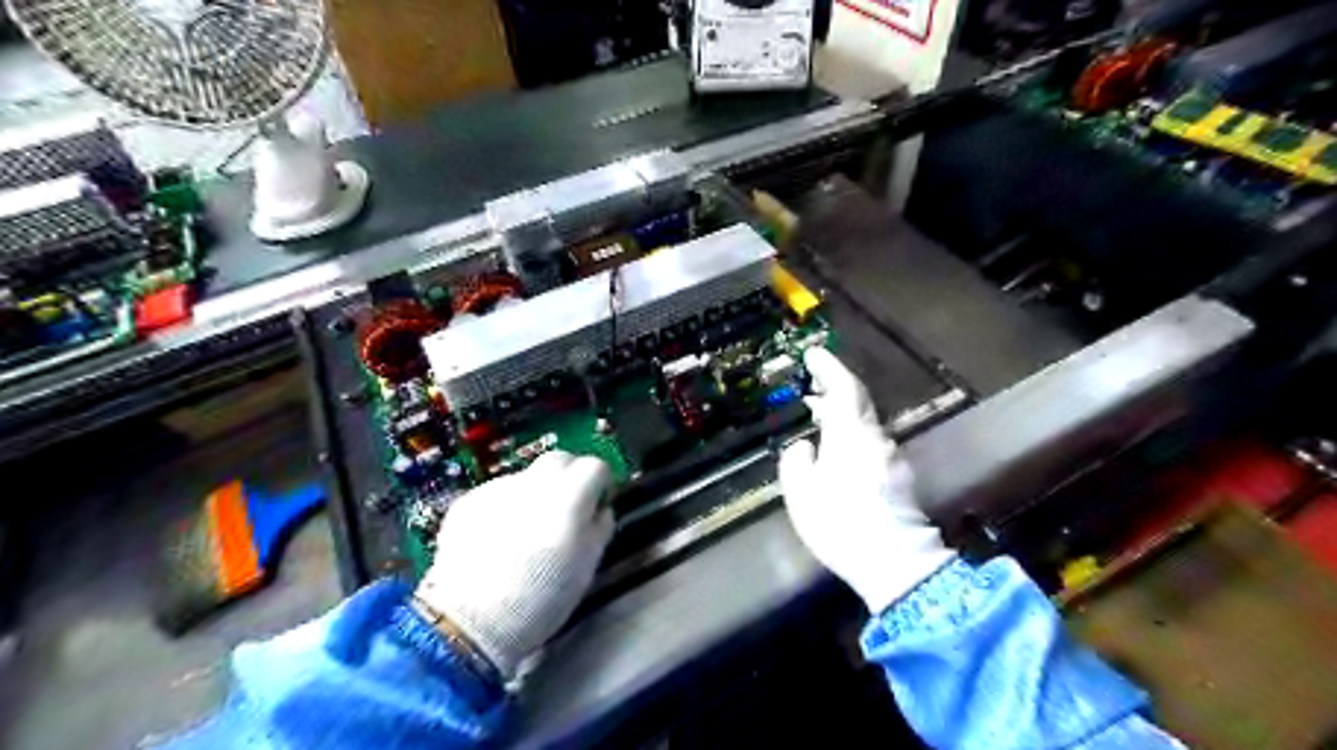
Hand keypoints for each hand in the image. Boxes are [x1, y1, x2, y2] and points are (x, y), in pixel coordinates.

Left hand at [416, 450, 613, 677]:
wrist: (470, 622)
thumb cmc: (538, 601)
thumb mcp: (586, 568)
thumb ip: (599, 529)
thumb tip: (600, 511)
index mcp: (569, 499)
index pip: (595, 466)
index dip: (600, 483)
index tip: (598, 502)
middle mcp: (534, 485)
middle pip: (561, 459)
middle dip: (570, 477)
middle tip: (569, 508)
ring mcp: (498, 490)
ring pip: (528, 476)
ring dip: (536, 493)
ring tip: (529, 531)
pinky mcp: (469, 502)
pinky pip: (499, 493)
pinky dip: (506, 507)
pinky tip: (501, 540)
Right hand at [781, 348, 954, 611]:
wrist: (896, 563)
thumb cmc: (841, 524)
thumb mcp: (802, 493)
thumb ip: (797, 461)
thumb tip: (805, 446)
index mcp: (851, 435)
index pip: (844, 388)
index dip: (829, 367)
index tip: (813, 354)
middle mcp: (876, 438)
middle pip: (858, 402)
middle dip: (835, 388)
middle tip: (811, 385)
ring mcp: (891, 457)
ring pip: (865, 423)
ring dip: (843, 414)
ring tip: (819, 417)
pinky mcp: (899, 477)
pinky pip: (871, 443)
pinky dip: (852, 435)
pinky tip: (838, 451)